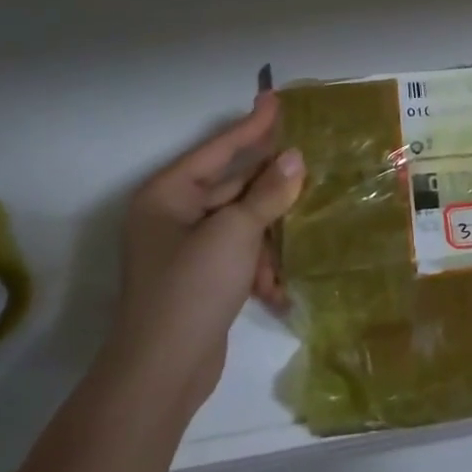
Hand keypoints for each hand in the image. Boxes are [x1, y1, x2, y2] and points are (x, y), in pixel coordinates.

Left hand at [112, 92, 304, 417]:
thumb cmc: (191, 289)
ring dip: (269, 233)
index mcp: (167, 195)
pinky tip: (277, 286)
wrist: (162, 373)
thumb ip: (266, 194)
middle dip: (270, 184)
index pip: (218, 149)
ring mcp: (186, 248)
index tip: (276, 98)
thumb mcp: (235, 234)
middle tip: (308, 158)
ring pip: (241, 221)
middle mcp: (172, 215)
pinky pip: (238, 253)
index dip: (251, 125)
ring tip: (304, 231)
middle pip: (232, 185)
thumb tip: (294, 159)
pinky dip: (258, 265)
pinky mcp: (201, 277)